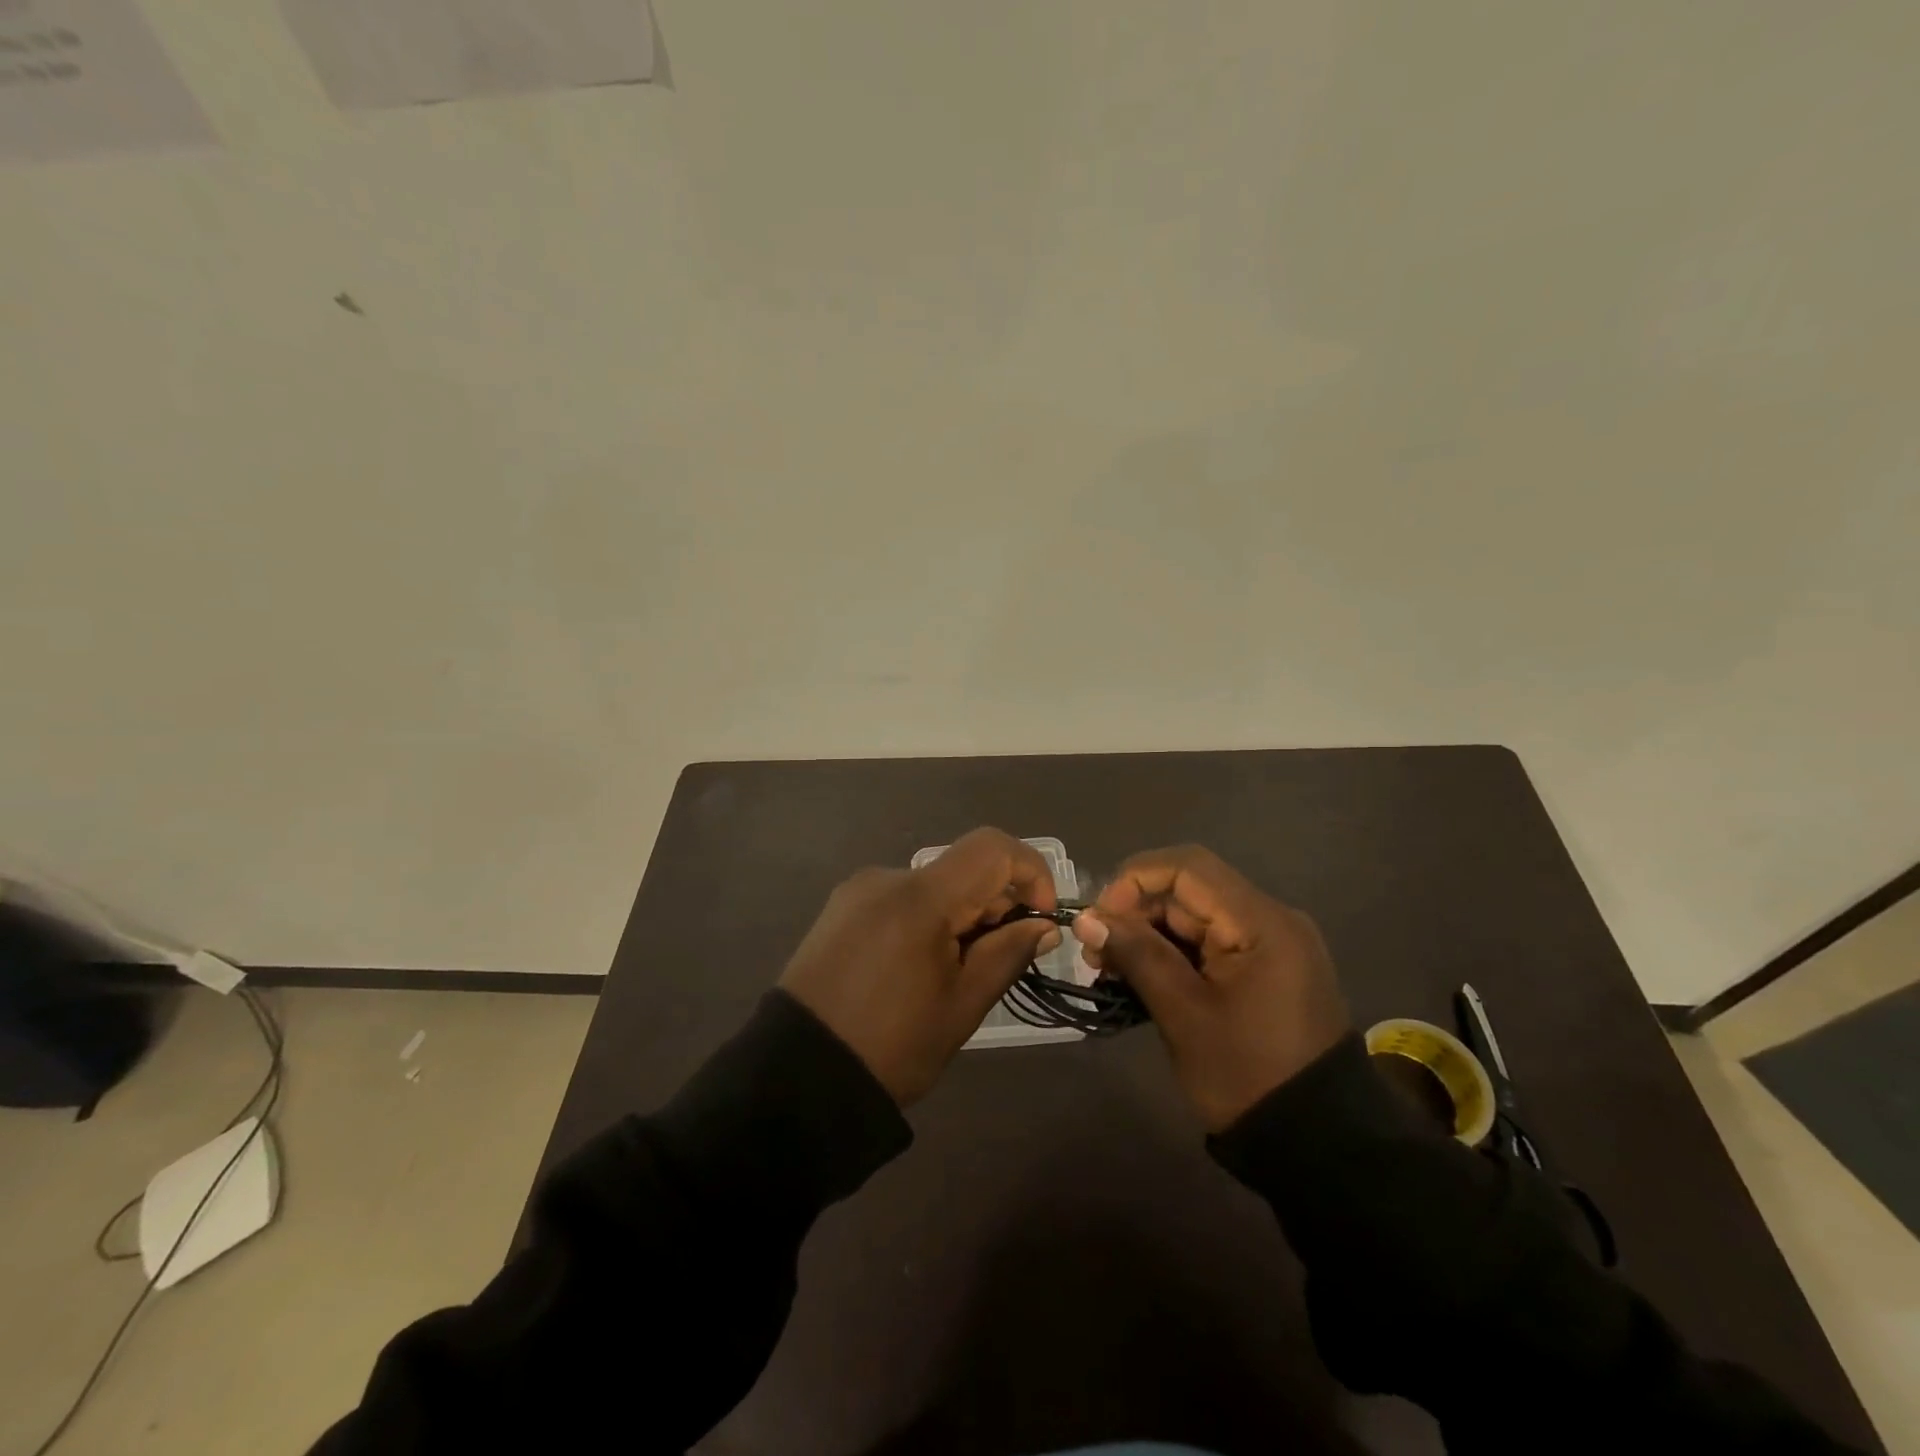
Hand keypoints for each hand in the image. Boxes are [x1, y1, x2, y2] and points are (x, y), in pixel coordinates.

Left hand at [779, 827, 1061, 1105]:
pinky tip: (919, 967)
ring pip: (932, 885)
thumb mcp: (963, 1006)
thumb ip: (1007, 953)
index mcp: (919, 897)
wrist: (796, 1079)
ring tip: (956, 971)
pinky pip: (900, 899)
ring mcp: (858, 891)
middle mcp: (887, 878)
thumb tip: (1043, 925)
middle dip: (996, 902)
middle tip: (1001, 957)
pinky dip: (927, 919)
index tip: (1040, 919)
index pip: (992, 848)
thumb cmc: (891, 1047)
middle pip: (962, 867)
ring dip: (961, 913)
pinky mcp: (840, 910)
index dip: (1030, 872)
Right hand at [1074, 845, 1349, 1131]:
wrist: (1318, 1144)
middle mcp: (1271, 918)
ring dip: (1150, 934)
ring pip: (1196, 916)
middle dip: (1136, 912)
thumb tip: (1086, 917)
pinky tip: (1142, 977)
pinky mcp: (1267, 968)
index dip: (1134, 881)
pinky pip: (1211, 941)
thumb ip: (1136, 954)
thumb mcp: (1183, 1013)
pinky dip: (1174, 953)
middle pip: (1190, 890)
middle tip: (1096, 954)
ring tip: (1111, 970)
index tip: (1099, 919)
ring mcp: (1272, 944)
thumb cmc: (1247, 1074)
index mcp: (1261, 922)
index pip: (1187, 867)